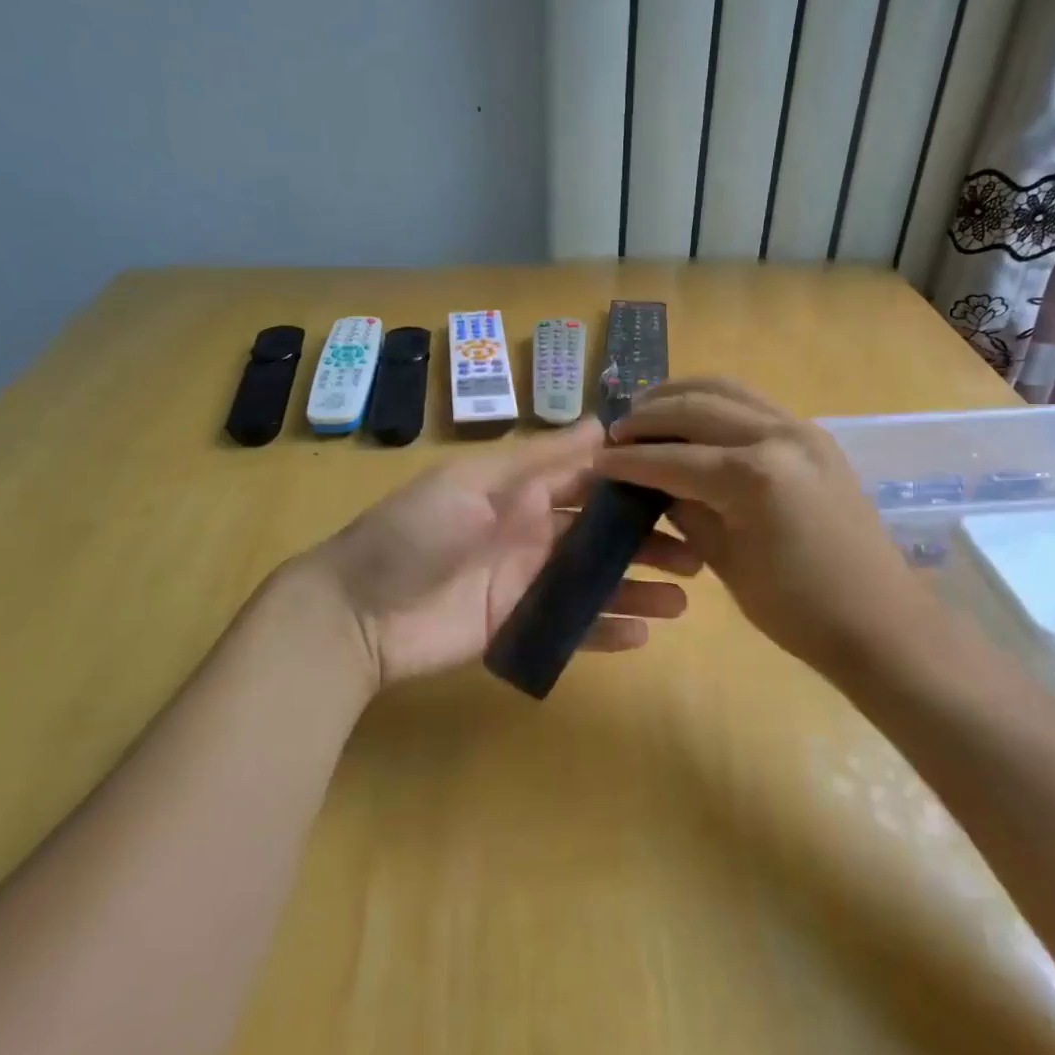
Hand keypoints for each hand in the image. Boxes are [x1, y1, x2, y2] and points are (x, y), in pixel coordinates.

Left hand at [296, 419, 697, 690]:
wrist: (356, 613)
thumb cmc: (415, 532)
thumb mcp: (474, 483)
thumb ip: (540, 459)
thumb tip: (603, 421)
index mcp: (522, 492)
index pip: (590, 479)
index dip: (634, 481)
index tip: (685, 483)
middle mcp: (533, 533)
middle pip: (602, 534)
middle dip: (648, 540)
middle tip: (699, 551)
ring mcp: (528, 583)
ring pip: (596, 582)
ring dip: (638, 586)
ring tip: (686, 598)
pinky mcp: (519, 628)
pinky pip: (572, 628)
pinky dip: (606, 630)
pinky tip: (644, 633)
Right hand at [597, 379, 915, 678]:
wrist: (880, 620)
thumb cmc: (798, 610)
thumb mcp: (727, 563)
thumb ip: (687, 513)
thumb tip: (656, 486)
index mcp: (753, 476)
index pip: (673, 458)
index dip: (629, 460)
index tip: (596, 461)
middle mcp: (778, 436)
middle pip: (697, 407)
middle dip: (649, 415)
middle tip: (617, 430)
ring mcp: (802, 430)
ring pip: (728, 390)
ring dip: (682, 394)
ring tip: (648, 408)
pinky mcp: (815, 436)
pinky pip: (754, 403)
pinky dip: (716, 402)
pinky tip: (695, 418)